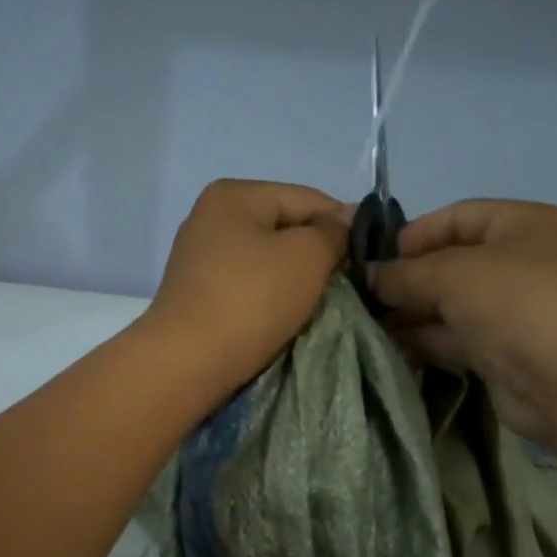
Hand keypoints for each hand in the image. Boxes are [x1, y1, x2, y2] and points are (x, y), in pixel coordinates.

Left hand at [147, 179, 347, 392]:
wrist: (188, 362)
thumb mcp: (307, 256)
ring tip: (314, 306)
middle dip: (316, 256)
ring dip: (293, 281)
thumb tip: (341, 223)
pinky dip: (268, 300)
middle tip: (343, 287)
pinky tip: (282, 319)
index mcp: (234, 194)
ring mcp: (199, 259)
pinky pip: (246, 288)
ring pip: (266, 262)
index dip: (343, 225)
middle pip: (284, 230)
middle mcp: (210, 218)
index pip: (307, 199)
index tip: (367, 259)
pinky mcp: (196, 296)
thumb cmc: (251, 300)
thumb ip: (332, 232)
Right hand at [369, 199, 556, 445]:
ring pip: (450, 304)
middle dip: (407, 277)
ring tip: (366, 322)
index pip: (459, 216)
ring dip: (410, 312)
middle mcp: (521, 263)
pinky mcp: (503, 352)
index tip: (375, 258)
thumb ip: (403, 274)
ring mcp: (513, 311)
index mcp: (523, 225)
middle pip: (452, 262)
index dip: (415, 233)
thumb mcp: (451, 275)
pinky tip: (388, 345)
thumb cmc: (516, 304)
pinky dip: (424, 339)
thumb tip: (369, 276)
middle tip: (363, 295)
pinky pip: (455, 338)